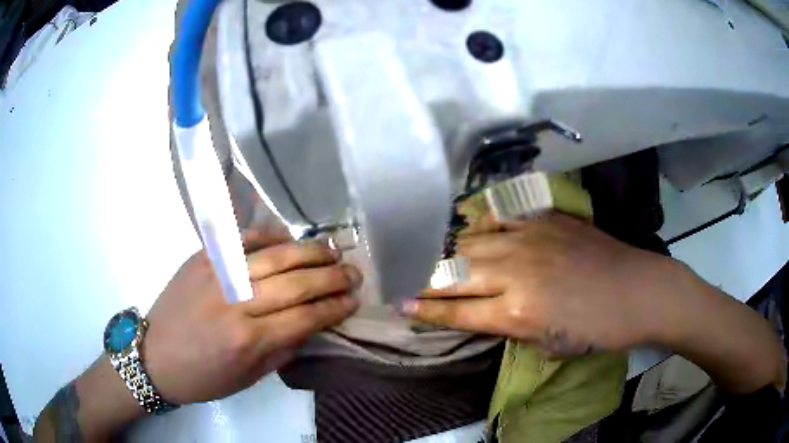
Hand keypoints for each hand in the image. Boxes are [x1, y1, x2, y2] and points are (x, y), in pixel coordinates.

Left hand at [143, 230, 361, 404]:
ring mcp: (217, 274)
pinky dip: (270, 236)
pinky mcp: (203, 258)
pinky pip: (242, 240)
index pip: (305, 316)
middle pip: (296, 282)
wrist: (155, 356)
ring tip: (333, 251)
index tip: (354, 299)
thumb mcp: (250, 376)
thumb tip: (313, 322)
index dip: (335, 306)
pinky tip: (289, 239)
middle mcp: (235, 302)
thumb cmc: (204, 377)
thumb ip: (284, 347)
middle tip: (354, 273)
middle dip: (332, 276)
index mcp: (248, 339)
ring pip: (274, 255)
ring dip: (310, 252)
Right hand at [403, 213, 672, 356]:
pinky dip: (482, 225)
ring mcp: (529, 238)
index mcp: (516, 312)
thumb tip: (487, 315)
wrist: (637, 290)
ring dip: (448, 253)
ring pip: (472, 242)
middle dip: (424, 279)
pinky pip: (501, 216)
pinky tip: (474, 230)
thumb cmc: (598, 329)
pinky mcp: (545, 219)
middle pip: (455, 274)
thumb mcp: (550, 345)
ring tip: (434, 257)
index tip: (399, 304)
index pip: (457, 311)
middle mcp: (515, 272)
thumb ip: (513, 329)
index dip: (425, 310)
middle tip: (406, 279)